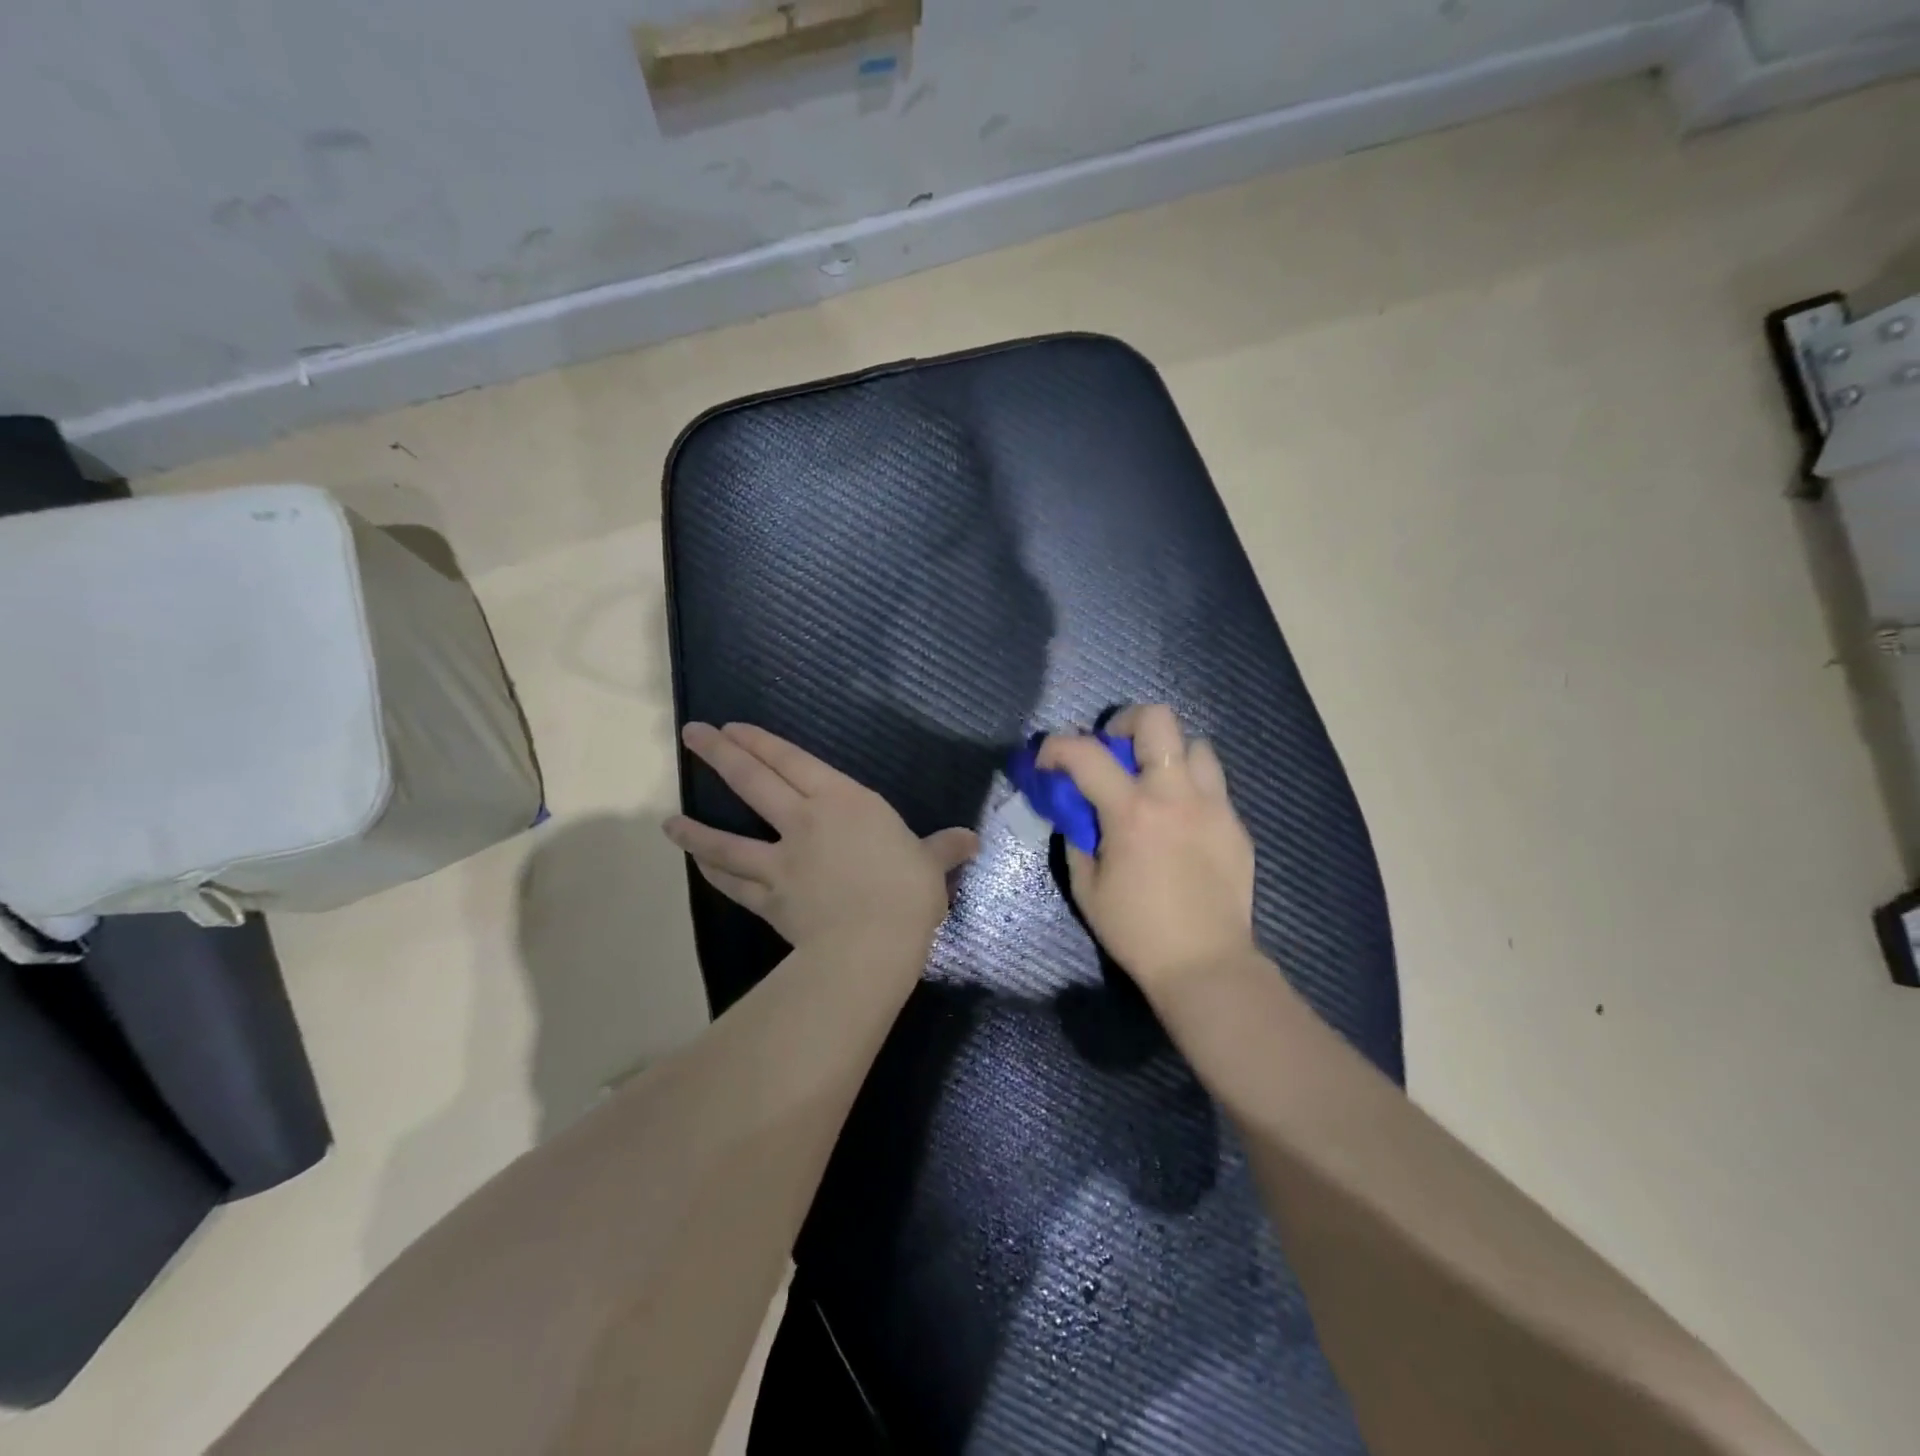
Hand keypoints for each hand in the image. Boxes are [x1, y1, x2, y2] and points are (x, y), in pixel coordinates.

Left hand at [664, 722, 978, 952]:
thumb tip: (970, 840)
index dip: (761, 742)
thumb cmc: (907, 892)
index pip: (794, 762)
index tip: (731, 728)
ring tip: (669, 821)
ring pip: (729, 839)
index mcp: (843, 802)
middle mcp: (805, 822)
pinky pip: (736, 884)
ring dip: (697, 829)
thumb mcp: (931, 865)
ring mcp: (782, 861)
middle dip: (721, 755)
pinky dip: (716, 876)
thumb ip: (943, 848)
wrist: (873, 943)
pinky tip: (700, 869)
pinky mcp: (771, 899)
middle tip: (692, 736)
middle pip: (754, 782)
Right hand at [1037, 705, 1257, 997]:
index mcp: (1132, 812)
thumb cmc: (1136, 931)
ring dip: (1167, 754)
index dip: (1057, 746)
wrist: (1205, 964)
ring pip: (1195, 745)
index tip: (1048, 761)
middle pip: (1158, 719)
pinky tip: (1180, 822)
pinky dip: (1190, 788)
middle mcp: (1176, 796)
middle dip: (1126, 723)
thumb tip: (1076, 812)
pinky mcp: (1236, 825)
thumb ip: (1077, 838)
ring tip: (1154, 783)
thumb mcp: (1087, 888)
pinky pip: (1213, 785)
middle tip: (1115, 752)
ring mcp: (1214, 806)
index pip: (1086, 753)